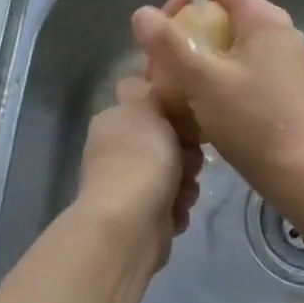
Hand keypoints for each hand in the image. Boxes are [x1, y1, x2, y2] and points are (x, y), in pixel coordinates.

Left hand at [75, 77, 202, 271]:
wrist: (130, 223)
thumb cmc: (141, 158)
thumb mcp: (145, 108)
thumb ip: (145, 90)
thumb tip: (137, 80)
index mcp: (114, 123)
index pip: (149, 109)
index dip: (174, 114)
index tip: (188, 122)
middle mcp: (117, 153)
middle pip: (167, 144)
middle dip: (185, 154)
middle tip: (189, 161)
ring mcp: (127, 186)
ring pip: (174, 175)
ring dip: (186, 183)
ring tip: (182, 191)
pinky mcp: (142, 216)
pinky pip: (173, 204)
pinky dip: (178, 208)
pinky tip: (175, 212)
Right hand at [132, 0, 303, 204]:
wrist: (299, 172)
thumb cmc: (250, 121)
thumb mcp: (201, 80)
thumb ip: (168, 44)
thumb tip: (141, 14)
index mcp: (263, 18)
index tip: (164, 33)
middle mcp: (277, 31)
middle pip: (221, 14)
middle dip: (185, 35)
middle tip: (162, 69)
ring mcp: (283, 59)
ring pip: (229, 44)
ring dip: (198, 60)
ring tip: (175, 90)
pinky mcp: (283, 85)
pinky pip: (242, 67)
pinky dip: (217, 77)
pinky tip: (200, 106)